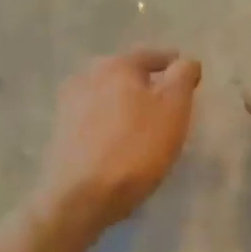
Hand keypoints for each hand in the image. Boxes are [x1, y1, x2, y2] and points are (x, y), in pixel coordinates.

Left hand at [36, 47, 200, 232]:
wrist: (81, 196)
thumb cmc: (136, 147)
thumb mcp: (174, 108)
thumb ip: (183, 76)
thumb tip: (185, 62)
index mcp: (116, 64)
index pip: (152, 56)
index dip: (175, 66)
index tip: (189, 80)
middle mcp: (87, 75)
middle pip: (127, 73)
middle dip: (147, 84)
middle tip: (168, 103)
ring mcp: (69, 104)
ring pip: (109, 95)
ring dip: (127, 103)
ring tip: (145, 124)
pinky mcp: (61, 132)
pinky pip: (95, 117)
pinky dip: (111, 122)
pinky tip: (120, 140)